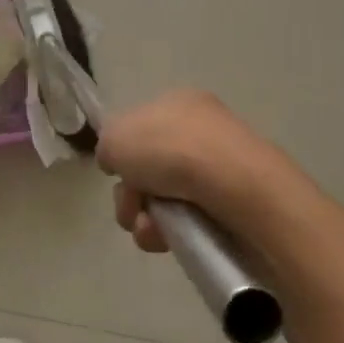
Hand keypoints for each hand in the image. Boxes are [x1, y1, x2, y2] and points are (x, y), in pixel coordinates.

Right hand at [98, 90, 305, 252]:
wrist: (235, 186)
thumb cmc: (169, 149)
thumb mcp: (115, 137)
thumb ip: (108, 147)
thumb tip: (119, 163)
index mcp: (177, 102)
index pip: (140, 127)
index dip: (123, 153)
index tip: (117, 172)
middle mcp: (201, 129)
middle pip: (149, 168)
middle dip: (130, 194)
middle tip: (130, 207)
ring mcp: (220, 168)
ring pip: (166, 199)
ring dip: (145, 218)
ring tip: (148, 229)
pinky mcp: (235, 204)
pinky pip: (191, 221)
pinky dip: (172, 233)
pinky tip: (167, 240)